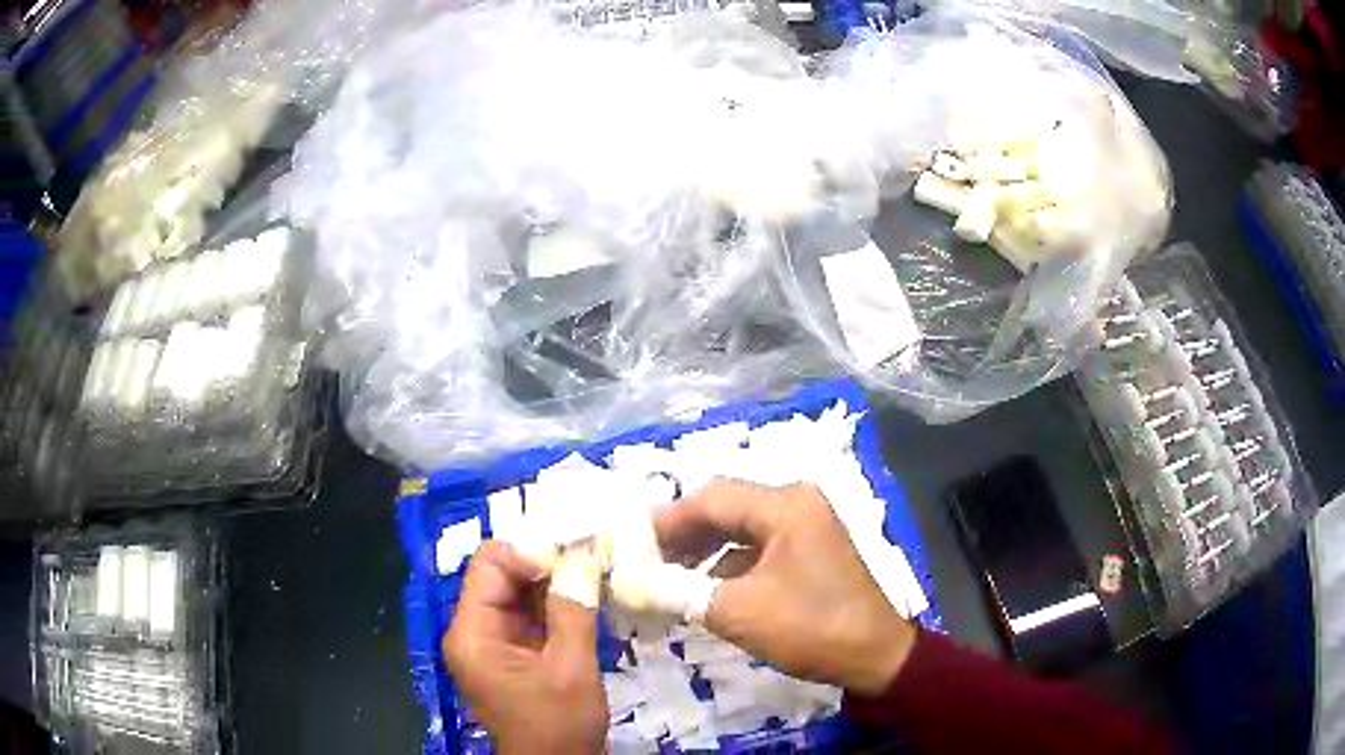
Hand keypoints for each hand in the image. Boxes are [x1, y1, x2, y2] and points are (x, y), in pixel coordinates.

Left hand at [443, 542, 606, 753]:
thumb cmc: (558, 725)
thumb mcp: (570, 669)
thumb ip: (572, 610)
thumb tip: (583, 554)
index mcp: (472, 633)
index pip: (490, 565)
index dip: (531, 552)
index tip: (576, 557)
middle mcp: (474, 630)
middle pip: (503, 574)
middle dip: (546, 562)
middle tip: (592, 556)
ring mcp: (493, 641)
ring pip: (520, 591)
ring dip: (555, 580)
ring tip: (595, 570)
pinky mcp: (513, 652)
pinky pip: (531, 613)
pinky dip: (557, 602)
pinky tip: (587, 595)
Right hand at [654, 479, 915, 695]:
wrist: (875, 656)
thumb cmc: (810, 628)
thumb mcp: (737, 612)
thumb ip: (679, 591)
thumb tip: (632, 581)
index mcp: (784, 505)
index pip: (710, 498)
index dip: (666, 521)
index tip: (631, 546)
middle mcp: (797, 503)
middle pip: (725, 507)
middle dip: (683, 536)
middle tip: (646, 563)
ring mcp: (807, 525)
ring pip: (741, 527)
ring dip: (704, 550)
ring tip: (670, 578)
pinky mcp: (811, 549)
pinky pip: (759, 545)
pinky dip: (729, 563)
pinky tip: (708, 589)